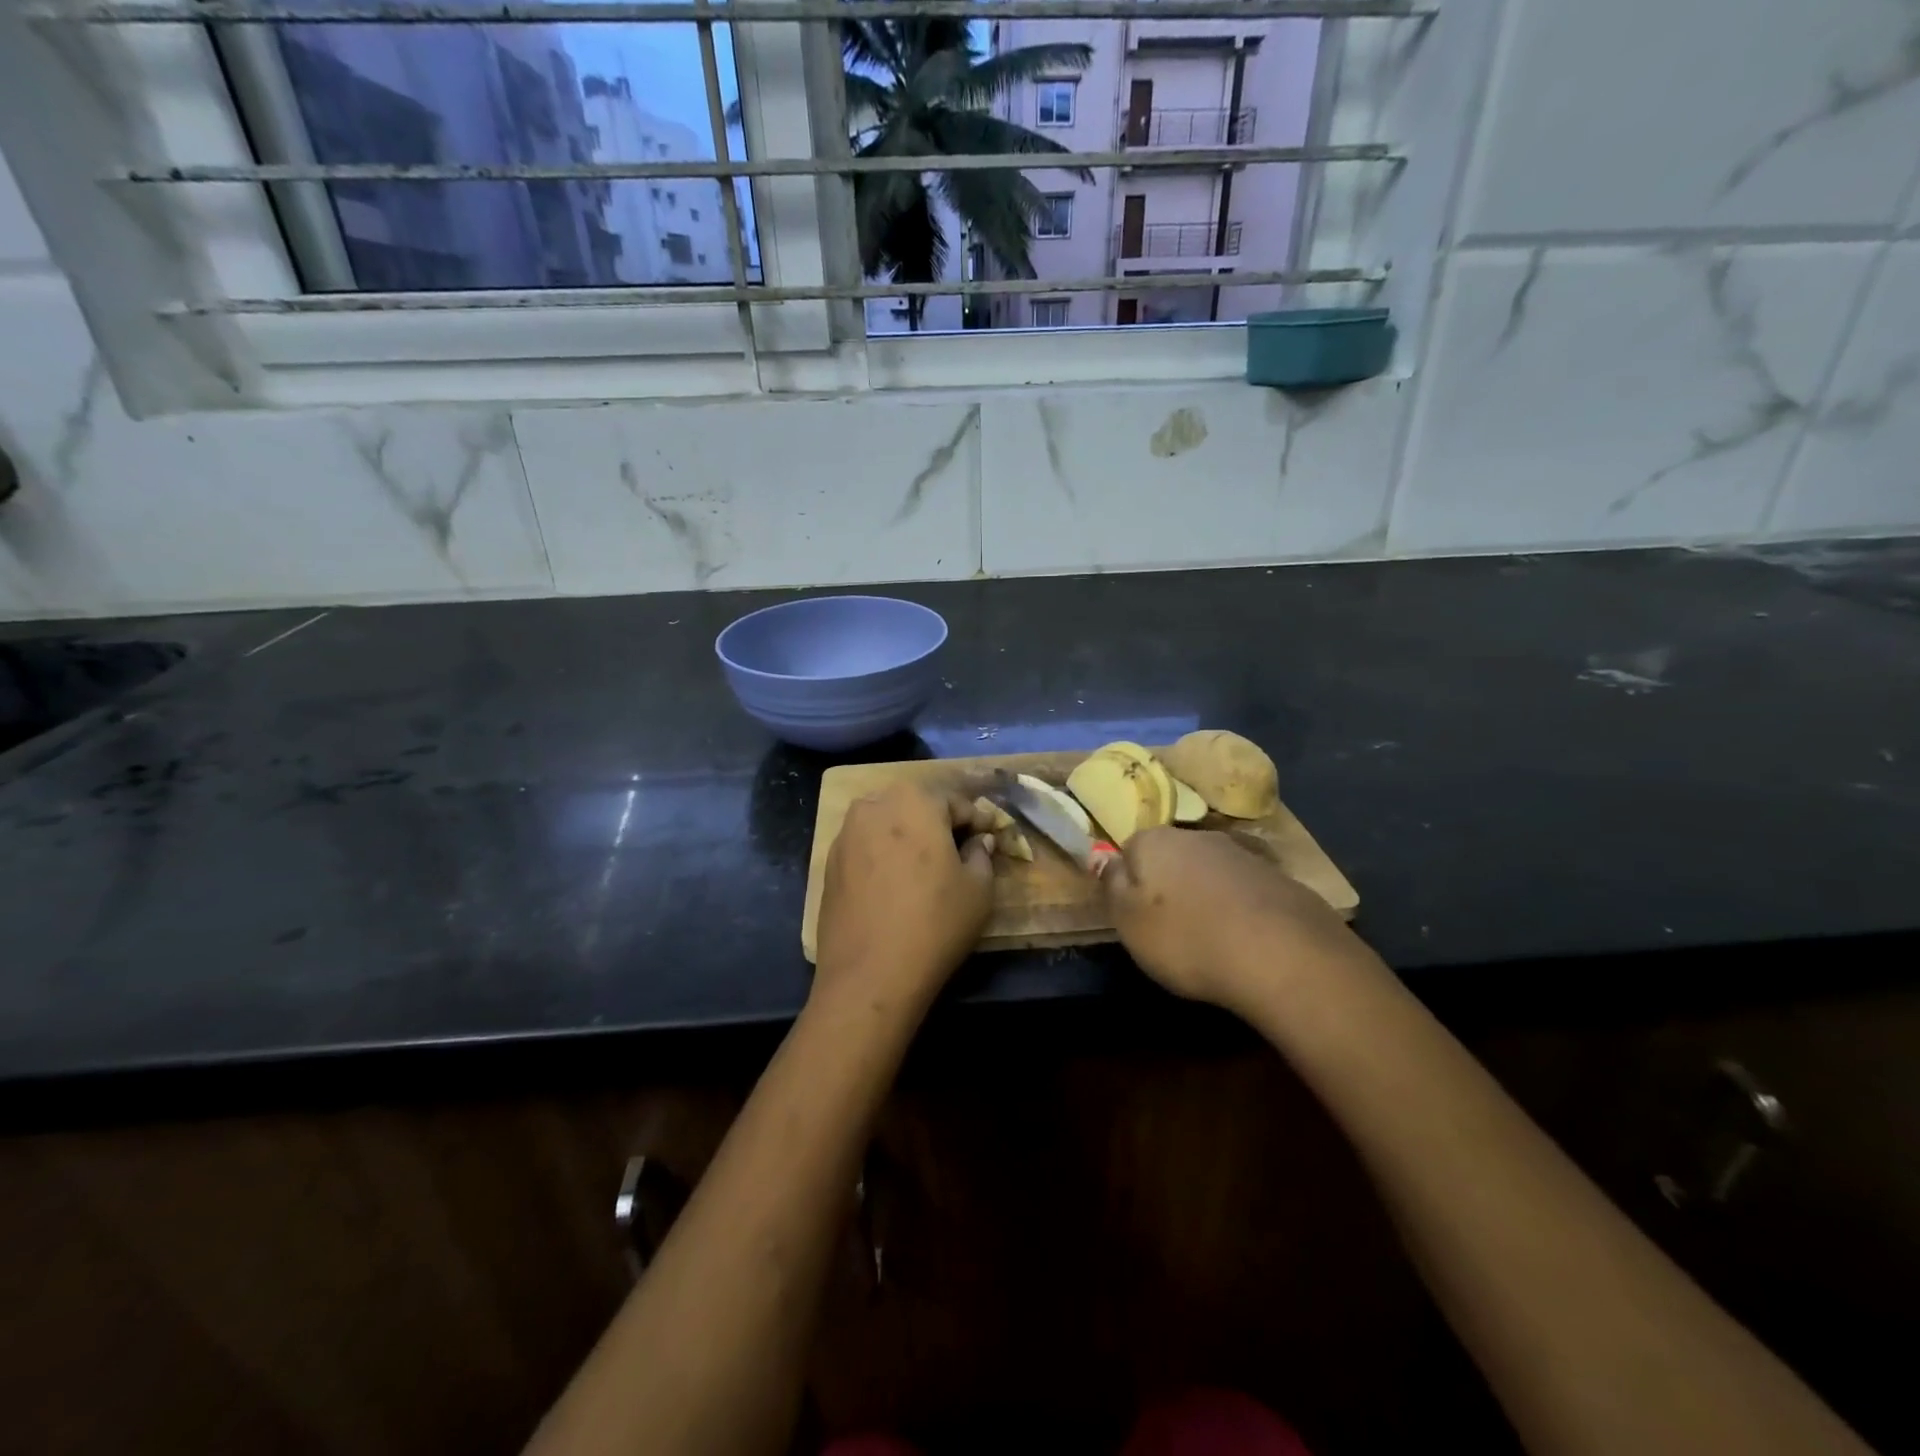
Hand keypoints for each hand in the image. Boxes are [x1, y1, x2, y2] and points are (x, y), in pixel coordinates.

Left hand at [813, 783, 996, 1013]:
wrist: (870, 975)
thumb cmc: (935, 923)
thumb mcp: (979, 889)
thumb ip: (982, 854)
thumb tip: (978, 842)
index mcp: (915, 801)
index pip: (956, 802)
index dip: (977, 822)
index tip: (989, 840)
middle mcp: (874, 805)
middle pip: (916, 808)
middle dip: (939, 825)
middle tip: (958, 853)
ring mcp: (845, 834)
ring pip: (887, 826)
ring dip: (908, 839)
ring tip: (925, 870)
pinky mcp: (829, 864)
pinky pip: (866, 849)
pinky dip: (883, 858)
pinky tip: (894, 887)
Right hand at [1103, 827, 1358, 1014]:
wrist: (1282, 954)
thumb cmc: (1186, 938)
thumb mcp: (1128, 921)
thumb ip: (1112, 886)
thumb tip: (1108, 860)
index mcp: (1155, 840)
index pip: (1130, 849)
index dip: (1130, 882)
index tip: (1135, 915)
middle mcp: (1198, 836)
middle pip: (1173, 856)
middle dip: (1169, 885)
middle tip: (1170, 929)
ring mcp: (1243, 855)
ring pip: (1211, 872)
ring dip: (1206, 897)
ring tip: (1210, 939)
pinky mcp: (1281, 879)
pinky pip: (1246, 892)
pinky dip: (1241, 911)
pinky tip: (1245, 942)